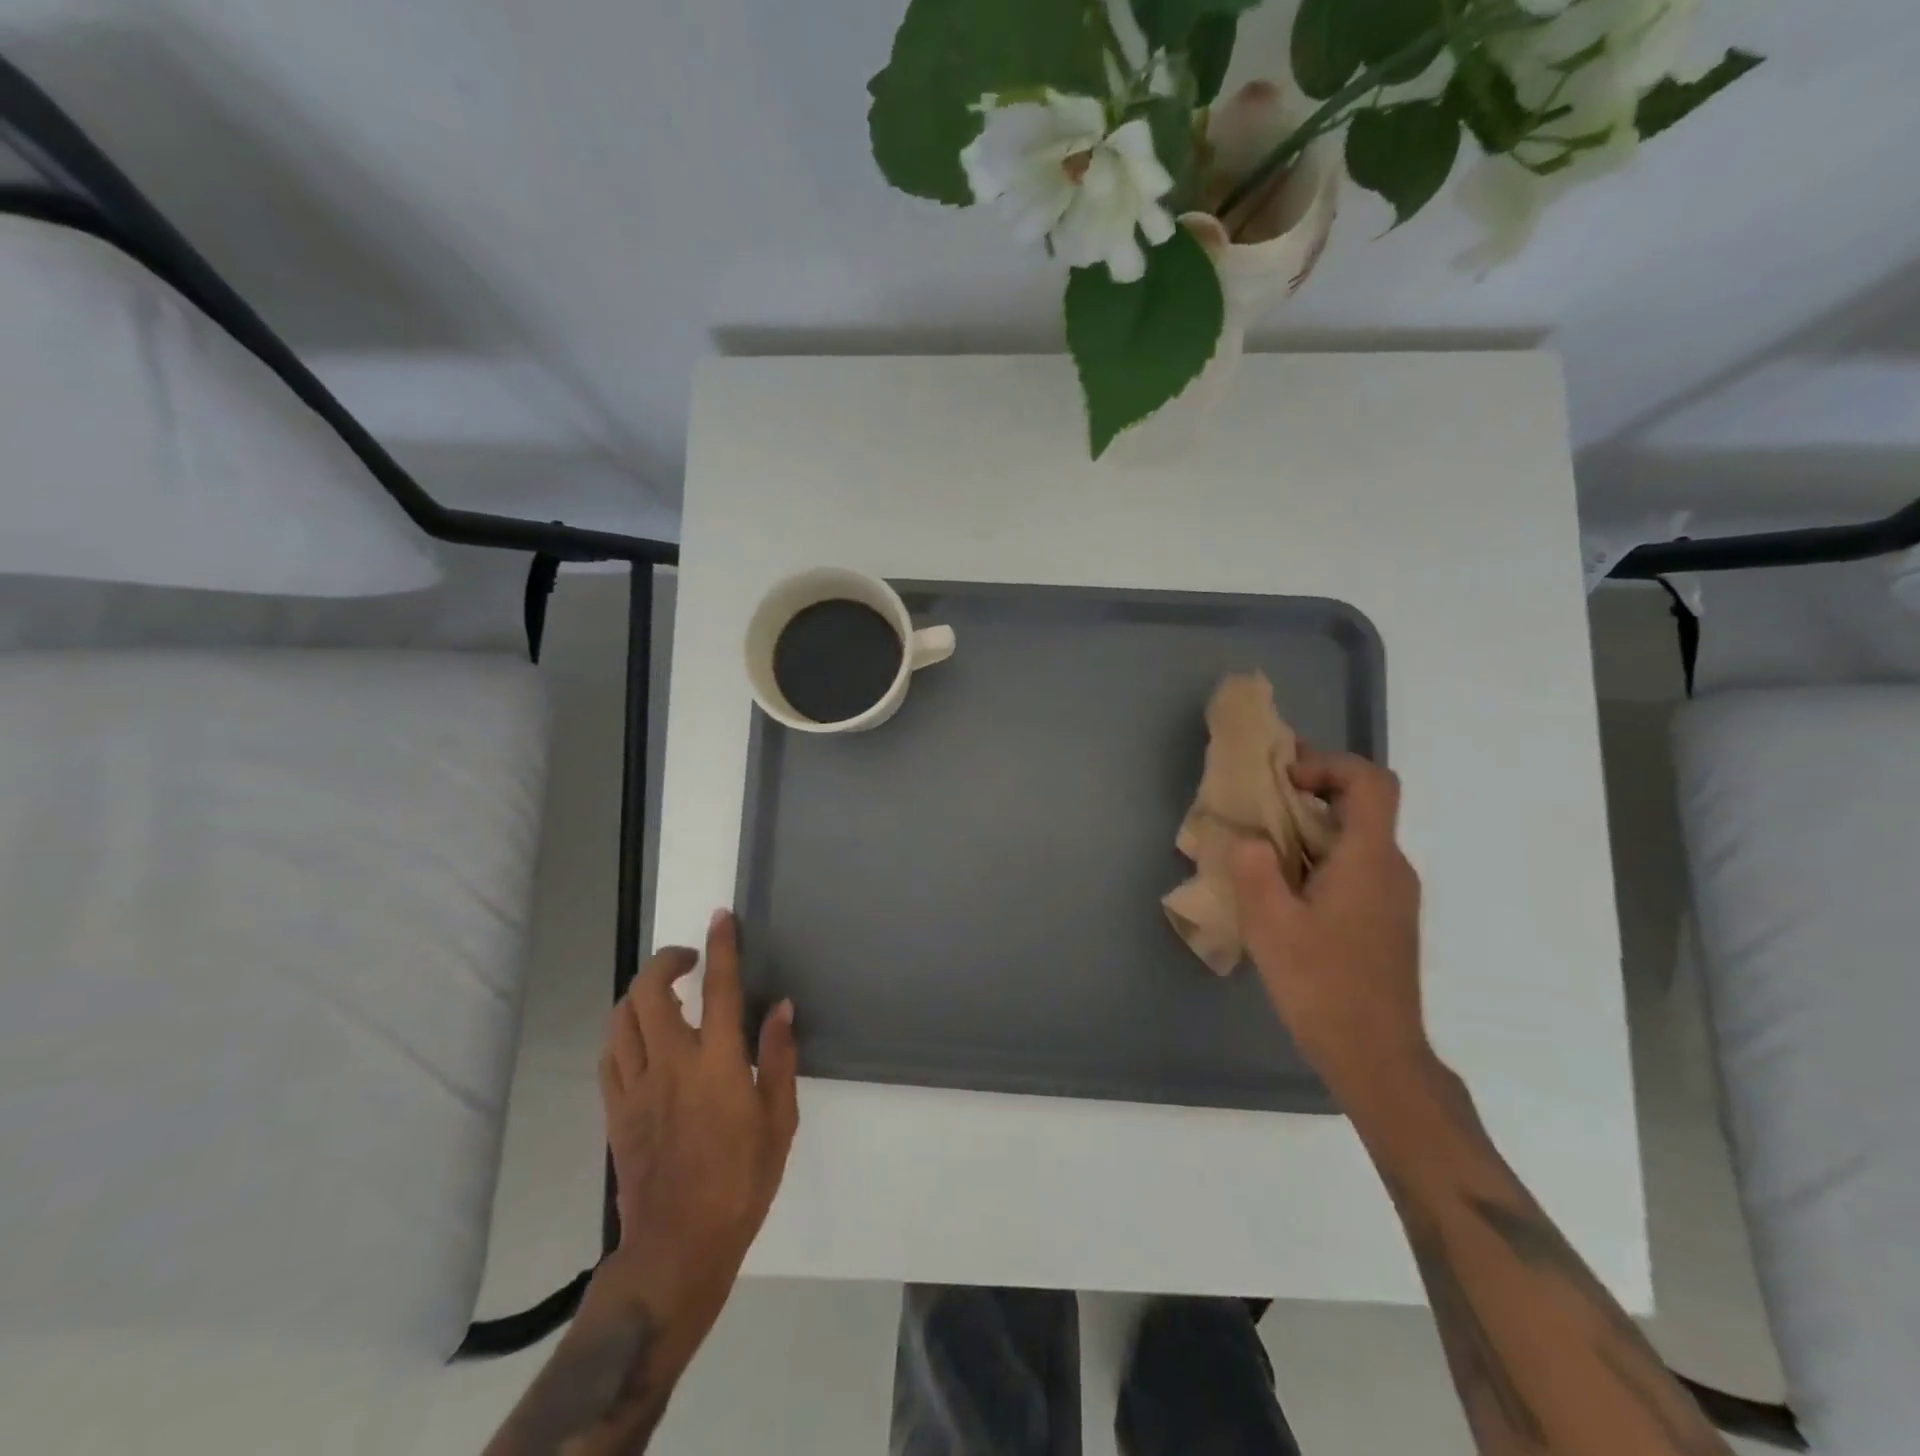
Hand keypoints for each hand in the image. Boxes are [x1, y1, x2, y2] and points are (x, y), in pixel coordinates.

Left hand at [596, 910, 797, 1352]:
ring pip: (622, 1019)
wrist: (677, 1249)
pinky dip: (624, 1030)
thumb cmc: (741, 1184)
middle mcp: (670, 1064)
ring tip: (665, 992)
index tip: (720, 918)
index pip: (718, 988)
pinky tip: (641, 1035)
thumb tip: (780, 1007)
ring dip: (640, 992)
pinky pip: (610, 1055)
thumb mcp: (779, 1121)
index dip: (720, 946)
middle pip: (650, 993)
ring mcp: (636, 1087)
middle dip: (665, 961)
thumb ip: (778, 1058)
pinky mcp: (615, 1112)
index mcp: (716, 1064)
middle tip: (689, 959)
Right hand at [1229, 749, 1429, 1105]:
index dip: (1329, 764)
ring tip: (1260, 848)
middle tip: (1258, 805)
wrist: (1375, 1056)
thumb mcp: (1270, 924)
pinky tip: (1282, 891)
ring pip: (1355, 838)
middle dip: (1309, 793)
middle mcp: (1391, 868)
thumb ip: (1254, 868)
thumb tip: (1250, 839)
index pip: (1370, 781)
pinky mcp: (1385, 920)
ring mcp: (1392, 896)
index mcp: (1369, 859)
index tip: (1283, 779)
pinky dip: (1319, 858)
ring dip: (1310, 828)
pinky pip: (1354, 867)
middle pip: (1361, 806)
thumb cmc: (1322, 985)